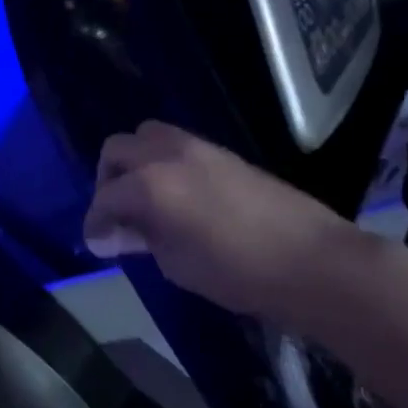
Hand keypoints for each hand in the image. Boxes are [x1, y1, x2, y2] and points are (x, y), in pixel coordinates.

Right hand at [83, 121, 348, 319]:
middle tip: (117, 216)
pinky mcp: (222, 151)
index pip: (105, 198)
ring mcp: (197, 147)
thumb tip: (116, 233)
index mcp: (151, 185)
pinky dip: (162, 162)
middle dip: (107, 181)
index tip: (97, 245)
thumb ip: (141, 239)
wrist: (313, 261)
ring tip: (144, 199)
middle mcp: (167, 155)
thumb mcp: (177, 264)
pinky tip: (176, 195)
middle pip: (116, 150)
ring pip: (145, 135)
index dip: (94, 223)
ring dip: (134, 163)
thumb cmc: (238, 272)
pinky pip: (175, 144)